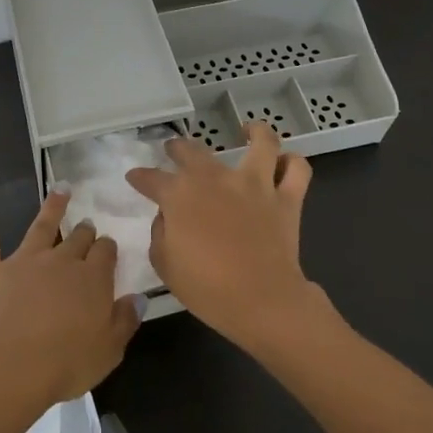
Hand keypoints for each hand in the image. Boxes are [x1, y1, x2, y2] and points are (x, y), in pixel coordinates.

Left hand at [0, 188, 143, 413]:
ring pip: (40, 226)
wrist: (7, 366)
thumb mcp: (108, 351)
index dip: (107, 249)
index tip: (107, 247)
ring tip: (60, 190)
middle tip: (87, 225)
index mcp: (91, 280)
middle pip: (77, 239)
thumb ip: (125, 321)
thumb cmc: (64, 365)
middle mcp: (60, 261)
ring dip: (52, 207)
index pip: (105, 253)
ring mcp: (22, 261)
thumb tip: (139, 297)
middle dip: (84, 231)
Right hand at [126, 123, 320, 354]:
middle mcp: (215, 178)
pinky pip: (297, 170)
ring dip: (254, 132)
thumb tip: (167, 216)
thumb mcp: (165, 265)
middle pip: (193, 150)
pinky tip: (284, 163)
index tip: (135, 178)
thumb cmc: (207, 288)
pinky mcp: (286, 198)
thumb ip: (160, 233)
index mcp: (180, 195)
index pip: (151, 178)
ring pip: (260, 142)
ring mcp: (254, 184)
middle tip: (174, 150)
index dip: (140, 177)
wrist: (262, 301)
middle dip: (178, 148)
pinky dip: (292, 163)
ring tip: (248, 131)